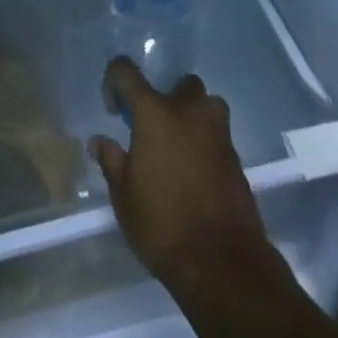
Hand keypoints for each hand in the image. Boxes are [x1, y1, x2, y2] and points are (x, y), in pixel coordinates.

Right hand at [89, 58, 271, 290]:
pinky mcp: (237, 161)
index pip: (126, 71)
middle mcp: (188, 112)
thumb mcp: (124, 198)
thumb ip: (112, 162)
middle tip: (155, 129)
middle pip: (180, 84)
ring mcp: (218, 135)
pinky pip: (220, 137)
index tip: (114, 110)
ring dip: (195, 116)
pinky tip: (197, 175)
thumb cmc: (163, 226)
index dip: (114, 81)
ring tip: (181, 146)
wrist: (223, 265)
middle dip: (167, 97)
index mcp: (154, 113)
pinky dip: (208, 145)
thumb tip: (100, 142)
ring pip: (208, 105)